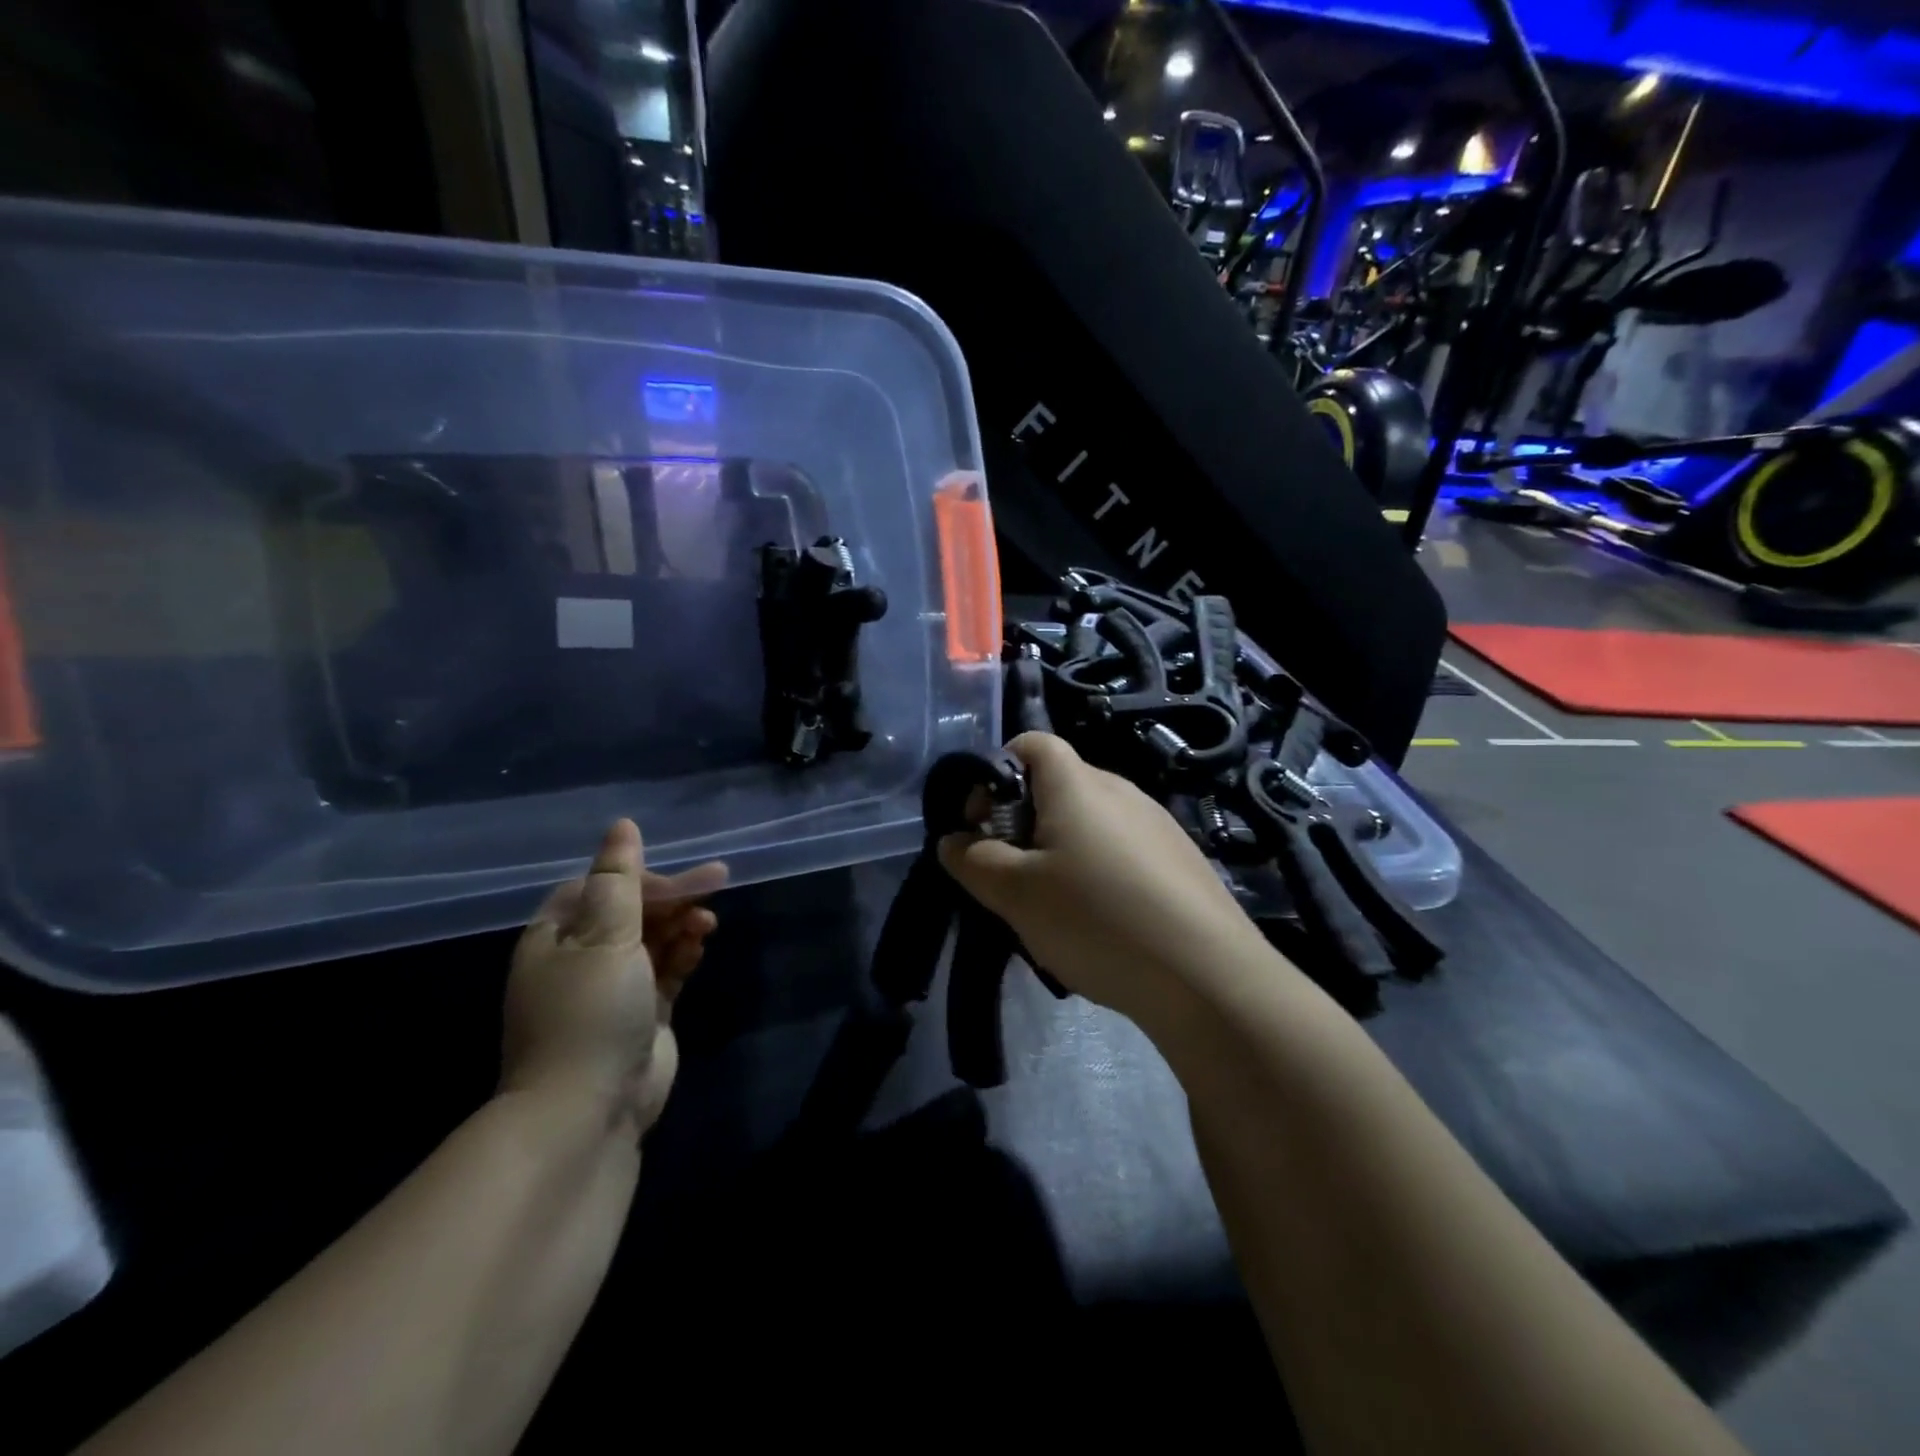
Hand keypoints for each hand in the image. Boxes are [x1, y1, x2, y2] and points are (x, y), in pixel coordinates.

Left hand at [501, 820, 726, 1137]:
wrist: (588, 1110)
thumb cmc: (590, 1011)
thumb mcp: (604, 936)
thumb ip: (619, 880)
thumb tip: (622, 826)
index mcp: (556, 937)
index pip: (601, 887)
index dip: (643, 878)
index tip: (683, 879)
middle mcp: (580, 959)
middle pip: (631, 911)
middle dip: (672, 899)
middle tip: (716, 885)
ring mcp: (613, 988)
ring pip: (653, 939)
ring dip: (681, 925)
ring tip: (707, 924)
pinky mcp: (642, 1013)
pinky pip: (666, 969)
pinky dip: (684, 954)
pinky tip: (700, 947)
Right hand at [938, 733, 1265, 1024]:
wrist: (1208, 976)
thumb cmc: (1097, 918)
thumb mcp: (1016, 894)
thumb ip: (973, 861)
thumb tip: (952, 840)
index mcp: (1077, 784)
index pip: (1031, 743)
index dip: (997, 771)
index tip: (983, 824)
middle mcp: (1121, 790)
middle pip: (1058, 786)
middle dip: (1023, 822)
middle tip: (1012, 876)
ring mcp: (1158, 824)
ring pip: (1090, 823)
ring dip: (1060, 852)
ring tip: (1056, 908)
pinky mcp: (1182, 860)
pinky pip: (1123, 850)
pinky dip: (1099, 872)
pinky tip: (1104, 923)